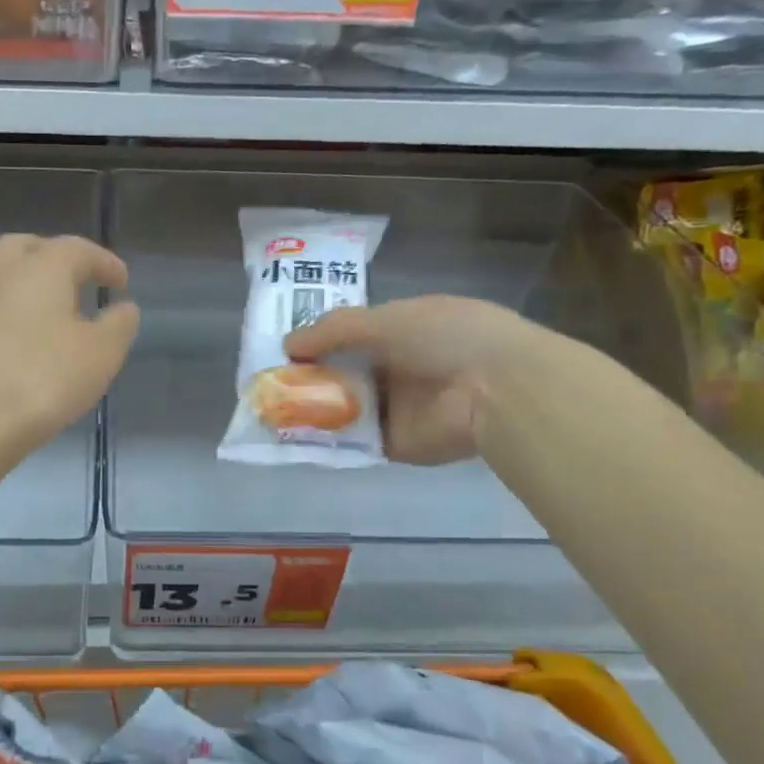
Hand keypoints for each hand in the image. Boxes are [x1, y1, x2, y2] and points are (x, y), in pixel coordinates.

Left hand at [0, 234, 140, 453]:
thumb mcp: (102, 353)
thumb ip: (118, 325)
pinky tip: (23, 332)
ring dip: (25, 278)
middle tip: (77, 279)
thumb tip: (124, 308)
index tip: (122, 282)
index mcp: (41, 267)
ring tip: (48, 304)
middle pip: (28, 247)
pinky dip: (8, 306)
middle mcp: (1, 272)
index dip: (104, 263)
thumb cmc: (46, 378)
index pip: (78, 250)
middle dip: (55, 256)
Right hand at [283, 296, 530, 464]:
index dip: (319, 342)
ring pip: (345, 408)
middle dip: (310, 377)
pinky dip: (327, 439)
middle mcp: (398, 369)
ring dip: (313, 408)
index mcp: (403, 332)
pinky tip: (292, 435)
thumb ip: (334, 330)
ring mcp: (397, 408)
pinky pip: (354, 441)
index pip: (352, 337)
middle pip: (344, 374)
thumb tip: (287, 344)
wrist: (496, 389)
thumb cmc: (445, 338)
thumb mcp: (385, 320)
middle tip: (267, 382)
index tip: (284, 350)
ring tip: (270, 409)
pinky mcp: (396, 443)